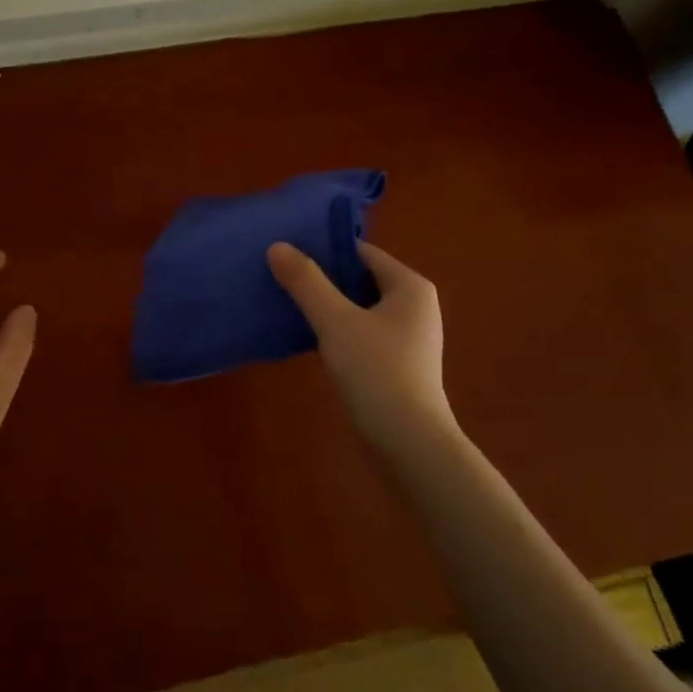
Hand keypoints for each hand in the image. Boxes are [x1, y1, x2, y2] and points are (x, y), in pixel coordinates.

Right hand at [267, 240, 460, 460]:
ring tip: (285, 302)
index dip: (325, 249)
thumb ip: (306, 282)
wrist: (408, 444)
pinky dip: (336, 331)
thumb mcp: (335, 321)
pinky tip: (306, 337)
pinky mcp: (396, 365)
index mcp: (410, 287)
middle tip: (280, 275)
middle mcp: (415, 306)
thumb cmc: (377, 372)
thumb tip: (278, 246)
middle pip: (360, 279)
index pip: (362, 252)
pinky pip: (361, 334)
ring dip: (326, 306)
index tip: (287, 251)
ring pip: (358, 309)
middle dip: (322, 278)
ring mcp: (407, 338)